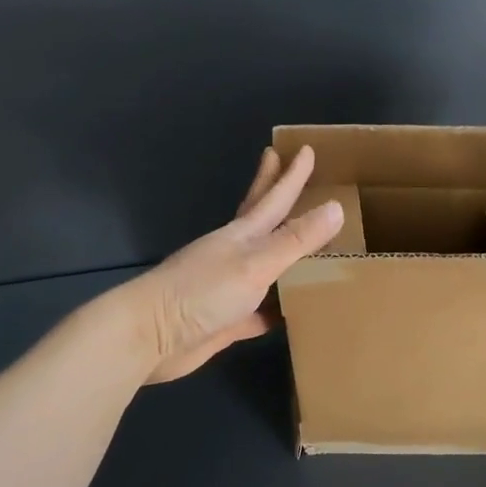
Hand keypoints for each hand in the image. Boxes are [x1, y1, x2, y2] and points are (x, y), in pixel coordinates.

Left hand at [123, 146, 343, 383]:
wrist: (150, 337)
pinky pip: (261, 311)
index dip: (291, 176)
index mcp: (242, 235)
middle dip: (275, 190)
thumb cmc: (202, 292)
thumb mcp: (256, 263)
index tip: (305, 149)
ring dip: (285, 252)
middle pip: (262, 218)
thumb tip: (336, 207)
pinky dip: (277, 308)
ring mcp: (230, 287)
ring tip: (305, 241)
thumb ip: (296, 240)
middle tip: (283, 163)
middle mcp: (236, 255)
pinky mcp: (227, 320)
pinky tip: (291, 312)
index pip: (274, 197)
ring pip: (266, 264)